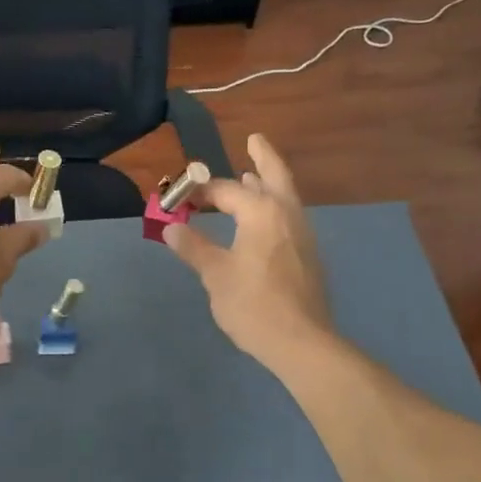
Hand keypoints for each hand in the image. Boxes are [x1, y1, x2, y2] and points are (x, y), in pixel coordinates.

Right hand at [164, 134, 335, 370]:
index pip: (227, 190)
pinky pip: (288, 217)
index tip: (178, 199)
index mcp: (262, 212)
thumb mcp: (215, 275)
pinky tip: (261, 221)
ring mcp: (303, 235)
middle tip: (254, 139)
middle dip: (263, 156)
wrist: (302, 342)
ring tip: (252, 175)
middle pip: (276, 175)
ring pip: (285, 197)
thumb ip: (193, 247)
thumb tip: (171, 228)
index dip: (199, 192)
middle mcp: (287, 214)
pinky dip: (274, 206)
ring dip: (268, 183)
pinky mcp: (308, 255)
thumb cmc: (253, 305)